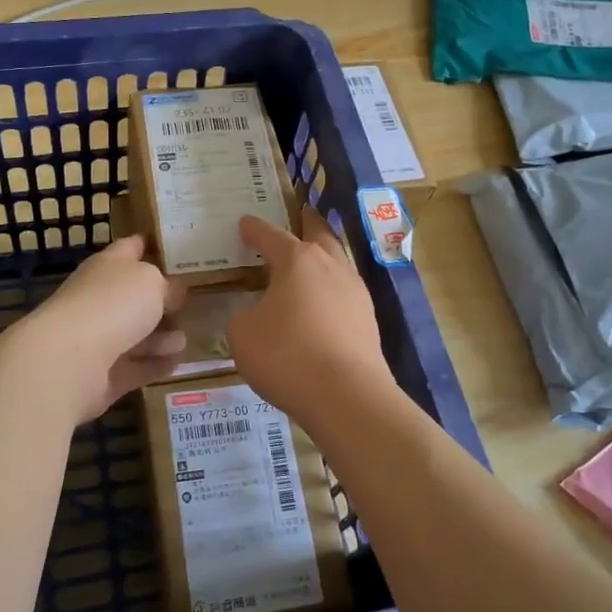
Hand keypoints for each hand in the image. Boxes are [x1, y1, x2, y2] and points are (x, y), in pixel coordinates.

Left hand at [11, 236, 186, 423]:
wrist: (69, 360)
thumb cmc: (112, 304)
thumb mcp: (152, 282)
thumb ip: (167, 285)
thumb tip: (174, 291)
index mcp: (107, 266)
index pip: (131, 247)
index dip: (150, 244)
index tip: (175, 245)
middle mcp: (99, 298)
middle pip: (133, 295)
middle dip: (160, 298)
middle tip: (193, 300)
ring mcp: (97, 338)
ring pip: (135, 333)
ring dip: (161, 335)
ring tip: (188, 336)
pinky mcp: (101, 374)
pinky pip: (134, 367)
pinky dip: (154, 364)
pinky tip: (177, 362)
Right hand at [227, 209, 391, 425]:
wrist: (347, 396)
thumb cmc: (286, 355)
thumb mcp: (243, 335)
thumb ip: (244, 317)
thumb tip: (256, 316)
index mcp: (297, 260)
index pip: (270, 235)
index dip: (254, 229)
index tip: (245, 223)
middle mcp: (330, 266)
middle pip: (319, 234)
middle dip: (307, 223)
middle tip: (300, 215)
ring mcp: (355, 291)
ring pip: (337, 262)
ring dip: (322, 257)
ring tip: (309, 262)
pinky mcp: (368, 320)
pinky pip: (344, 293)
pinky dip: (330, 290)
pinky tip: (321, 304)